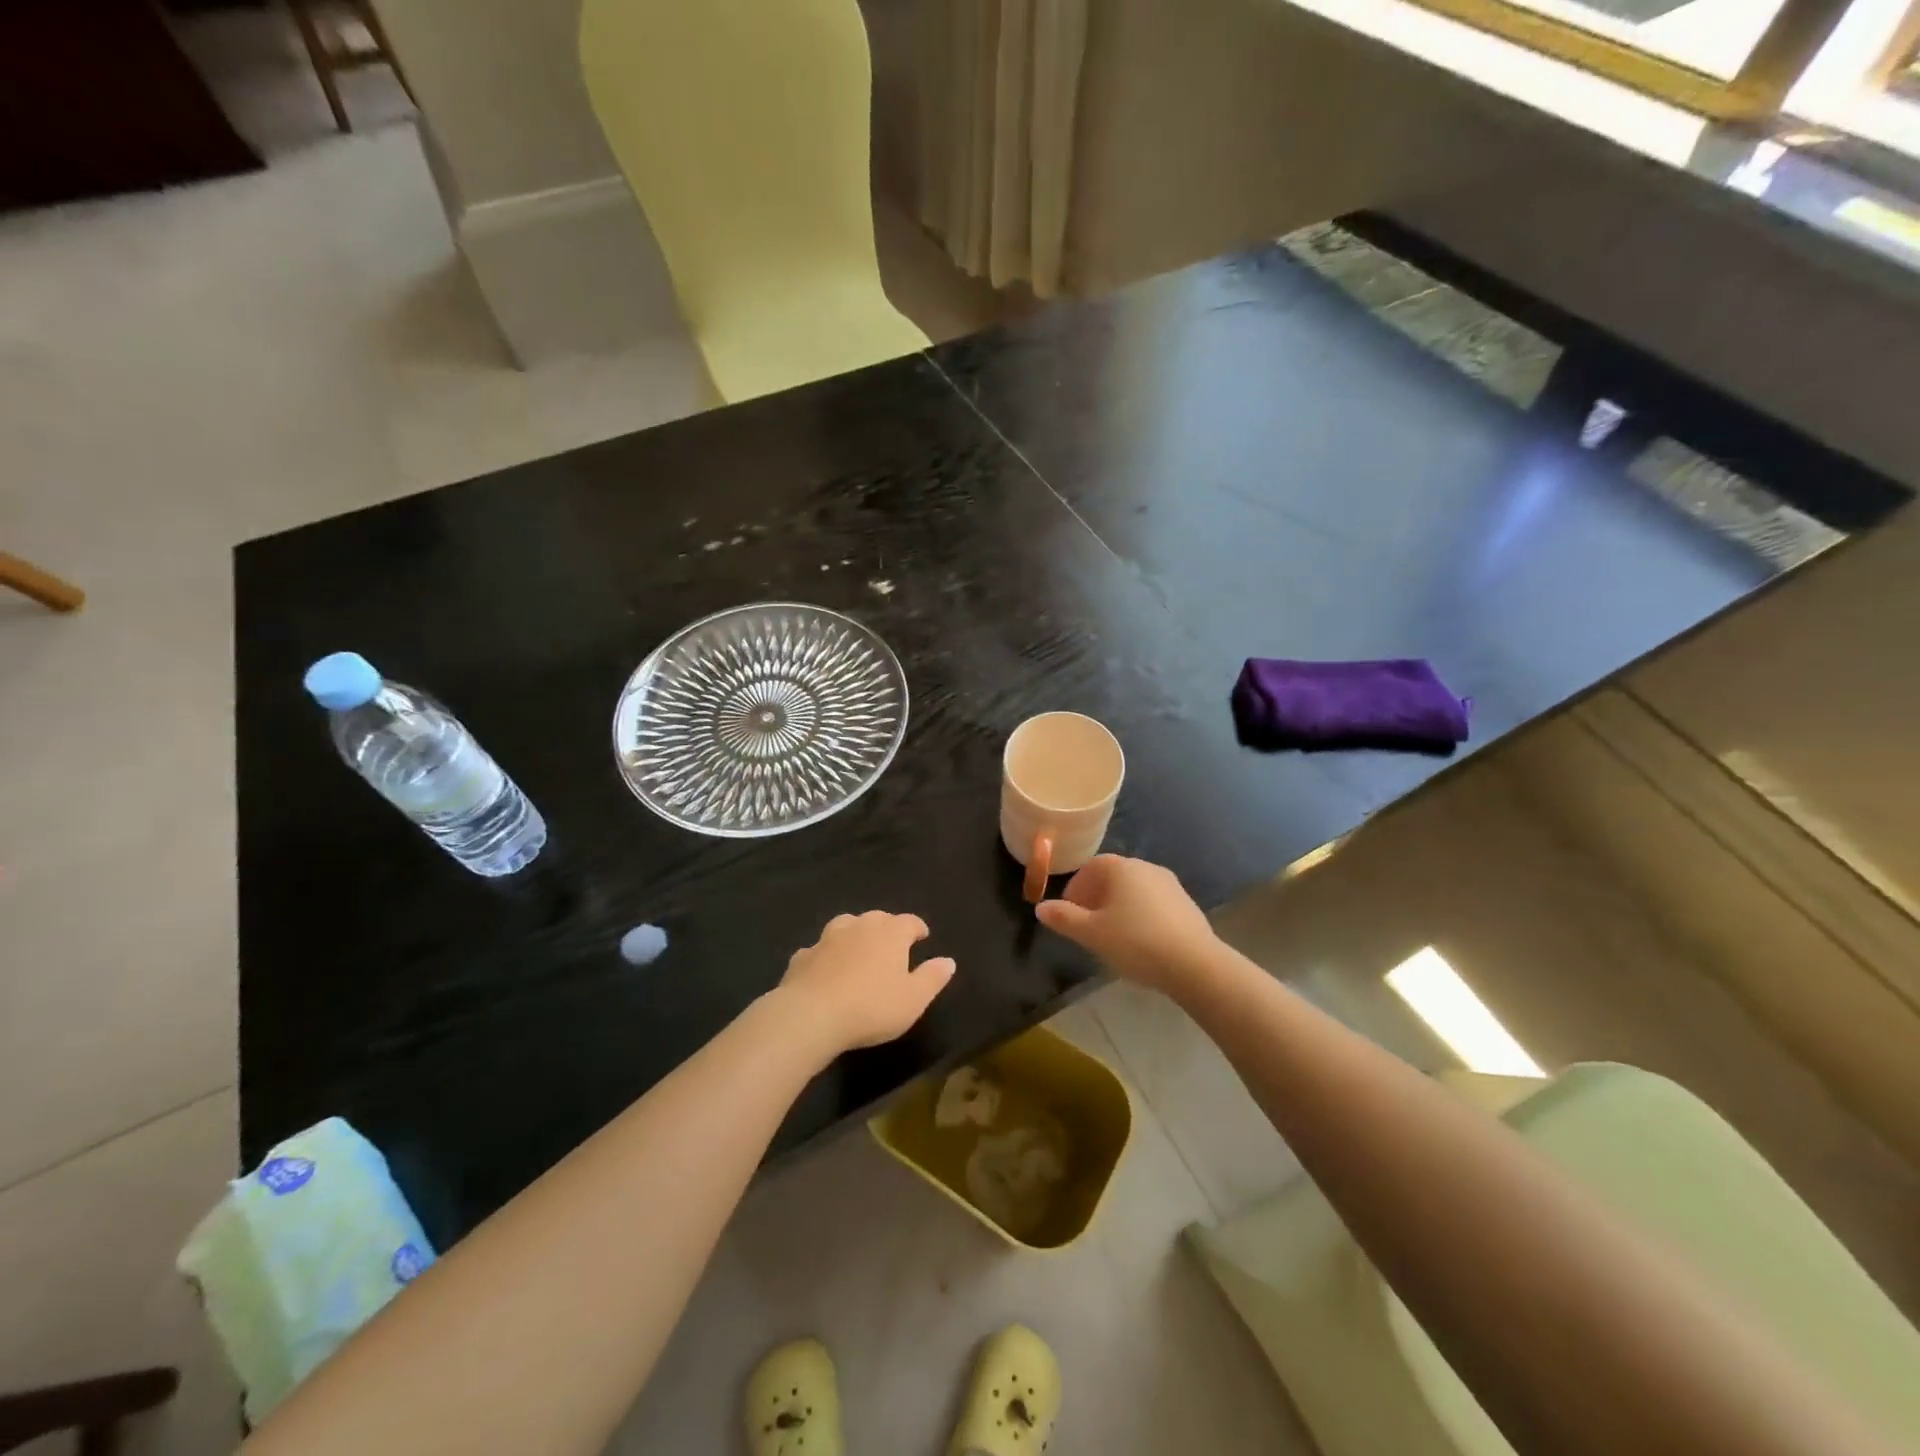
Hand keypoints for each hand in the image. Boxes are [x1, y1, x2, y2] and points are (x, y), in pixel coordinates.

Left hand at [774, 912, 955, 1055]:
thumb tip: (948, 961)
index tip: (922, 936)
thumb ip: (932, 977)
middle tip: (892, 945)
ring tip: (858, 949)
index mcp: (890, 933)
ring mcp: (827, 938)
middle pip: (877, 919)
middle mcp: (859, 926)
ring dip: (854, 934)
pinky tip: (825, 969)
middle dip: (887, 928)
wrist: (812, 1015)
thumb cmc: (872, 1007)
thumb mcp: (914, 999)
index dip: (918, 928)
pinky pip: (818, 950)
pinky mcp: (803, 956)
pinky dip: (825, 956)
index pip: (909, 921)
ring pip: (845, 926)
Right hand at [1035, 855, 1216, 991]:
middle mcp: (1145, 867)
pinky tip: (1140, 942)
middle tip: (1086, 926)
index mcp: (1121, 868)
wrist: (1195, 964)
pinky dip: (1140, 916)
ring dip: (1118, 908)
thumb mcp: (1092, 933)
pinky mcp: (1186, 904)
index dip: (1075, 889)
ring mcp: (1169, 885)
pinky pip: (1153, 904)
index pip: (1090, 868)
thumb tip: (1041, 907)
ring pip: (1134, 891)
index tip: (1068, 913)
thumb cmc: (1135, 942)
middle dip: (1095, 898)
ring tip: (1112, 937)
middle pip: (1112, 878)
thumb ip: (1064, 918)